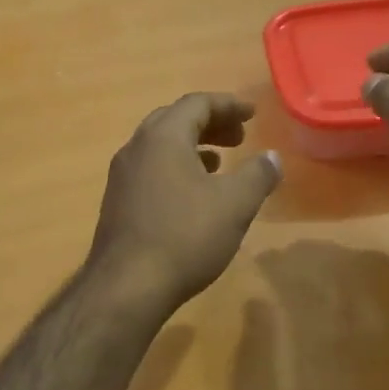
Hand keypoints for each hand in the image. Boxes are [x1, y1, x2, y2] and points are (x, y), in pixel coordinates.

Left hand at [87, 93, 281, 310]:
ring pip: (160, 147)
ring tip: (219, 163)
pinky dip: (175, 169)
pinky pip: (150, 170)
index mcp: (163, 137)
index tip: (252, 114)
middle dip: (210, 123)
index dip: (228, 105)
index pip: (196, 103)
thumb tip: (272, 157)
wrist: (127, 286)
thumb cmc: (185, 236)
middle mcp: (136, 148)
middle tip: (239, 137)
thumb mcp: (234, 204)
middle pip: (175, 120)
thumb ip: (258, 175)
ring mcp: (121, 176)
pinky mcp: (117, 202)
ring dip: (192, 147)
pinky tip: (192, 195)